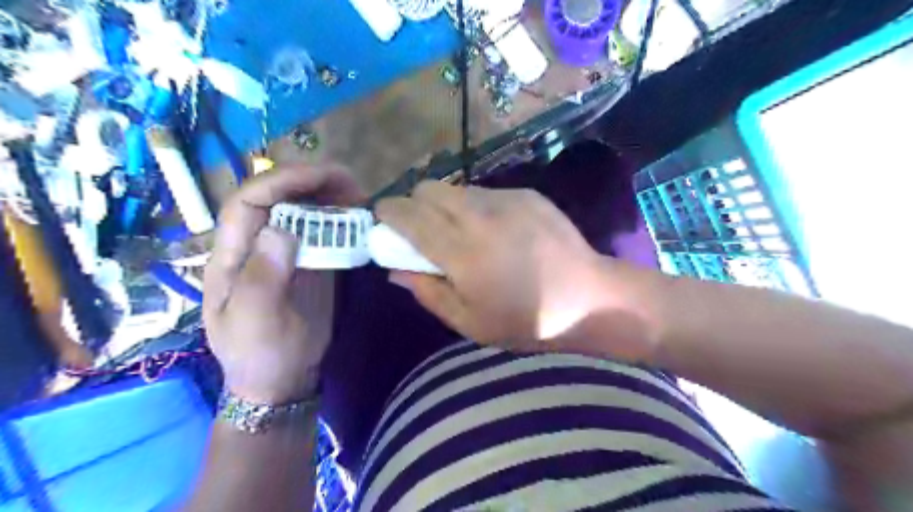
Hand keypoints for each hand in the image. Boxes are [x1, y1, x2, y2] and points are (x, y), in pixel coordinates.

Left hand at [207, 166, 364, 404]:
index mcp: (231, 256)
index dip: (281, 181)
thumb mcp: (254, 322)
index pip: (248, 202)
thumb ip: (262, 277)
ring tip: (361, 197)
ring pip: (303, 213)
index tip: (321, 176)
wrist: (280, 380)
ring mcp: (285, 255)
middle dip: (311, 183)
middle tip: (351, 182)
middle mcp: (257, 246)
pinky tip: (361, 220)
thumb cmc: (260, 355)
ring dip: (330, 198)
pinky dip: (342, 221)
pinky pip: (323, 234)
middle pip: (278, 199)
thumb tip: (282, 230)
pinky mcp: (309, 265)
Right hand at [375, 181, 651, 354]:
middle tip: (424, 231)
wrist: (590, 298)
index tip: (383, 221)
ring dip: (447, 206)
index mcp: (461, 252)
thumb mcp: (469, 322)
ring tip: (465, 233)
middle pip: (428, 188)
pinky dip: (477, 207)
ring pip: (457, 189)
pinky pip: (486, 192)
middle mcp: (479, 216)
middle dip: (416, 205)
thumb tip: (395, 269)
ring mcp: (506, 200)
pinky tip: (498, 231)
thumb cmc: (527, 321)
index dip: (388, 213)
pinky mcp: (527, 194)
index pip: (408, 216)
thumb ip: (427, 291)